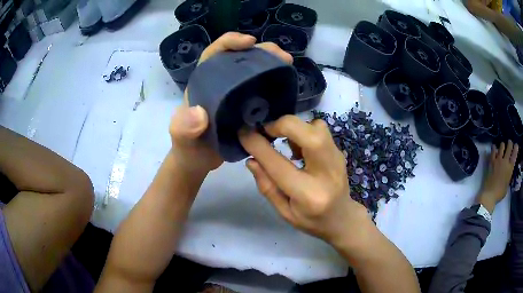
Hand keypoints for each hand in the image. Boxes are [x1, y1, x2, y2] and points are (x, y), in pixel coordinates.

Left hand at [170, 32, 292, 174]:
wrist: (198, 163)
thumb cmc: (188, 149)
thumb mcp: (181, 139)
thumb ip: (184, 128)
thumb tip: (199, 114)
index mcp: (203, 83)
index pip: (215, 53)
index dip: (231, 42)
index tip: (249, 42)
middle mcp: (221, 84)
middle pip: (241, 58)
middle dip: (261, 51)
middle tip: (282, 57)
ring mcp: (236, 96)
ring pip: (255, 73)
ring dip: (272, 66)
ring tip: (288, 66)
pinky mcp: (247, 109)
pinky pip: (263, 92)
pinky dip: (275, 88)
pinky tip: (288, 90)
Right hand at [239, 115, 369, 248]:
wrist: (342, 218)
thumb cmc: (311, 220)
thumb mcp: (284, 212)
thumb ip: (267, 186)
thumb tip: (251, 160)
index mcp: (308, 195)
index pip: (279, 165)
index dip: (258, 145)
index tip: (243, 133)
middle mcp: (326, 174)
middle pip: (309, 135)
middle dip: (282, 125)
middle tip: (266, 131)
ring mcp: (337, 160)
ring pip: (317, 127)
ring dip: (295, 128)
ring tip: (283, 141)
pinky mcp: (339, 152)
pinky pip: (321, 130)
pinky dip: (305, 130)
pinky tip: (298, 147)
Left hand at [477, 140, 518, 212]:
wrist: (489, 195)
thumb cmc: (499, 194)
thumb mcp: (507, 185)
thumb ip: (508, 177)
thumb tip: (508, 173)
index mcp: (510, 168)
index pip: (514, 155)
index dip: (516, 148)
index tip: (516, 145)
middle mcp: (505, 161)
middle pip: (509, 146)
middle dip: (510, 143)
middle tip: (509, 143)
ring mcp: (498, 160)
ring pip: (502, 145)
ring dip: (503, 145)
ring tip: (502, 147)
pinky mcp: (491, 161)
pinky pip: (493, 150)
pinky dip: (494, 148)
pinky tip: (494, 148)